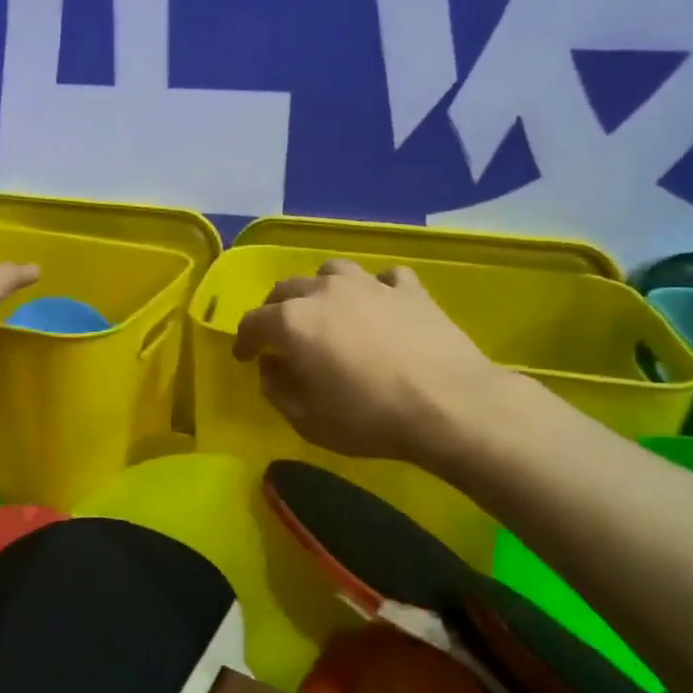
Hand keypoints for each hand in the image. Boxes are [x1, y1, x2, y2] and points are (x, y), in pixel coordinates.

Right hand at [233, 260, 508, 461]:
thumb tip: (270, 367)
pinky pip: (384, 279)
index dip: (243, 340)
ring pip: (331, 272)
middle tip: (280, 336)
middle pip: (285, 289)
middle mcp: (324, 292)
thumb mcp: (307, 420)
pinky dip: (375, 290)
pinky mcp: (409, 289)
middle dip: (275, 311)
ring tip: (328, 311)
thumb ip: (277, 389)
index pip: (252, 322)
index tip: (244, 357)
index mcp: (292, 322)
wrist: (449, 405)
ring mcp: (369, 285)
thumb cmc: (368, 418)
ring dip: (321, 289)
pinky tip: (380, 307)